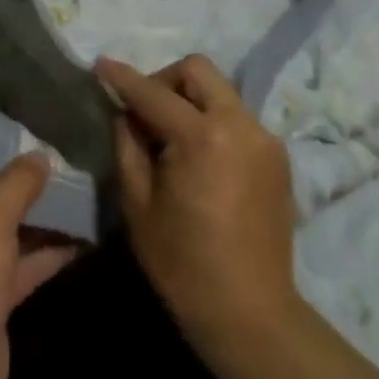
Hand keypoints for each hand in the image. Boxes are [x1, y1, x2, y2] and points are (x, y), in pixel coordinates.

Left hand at [0, 141, 76, 378]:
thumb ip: (17, 182)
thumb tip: (38, 155)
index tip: (32, 132)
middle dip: (23, 180)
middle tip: (68, 161)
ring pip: (6, 230)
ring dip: (40, 217)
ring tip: (83, 193)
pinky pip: (19, 266)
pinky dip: (46, 254)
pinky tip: (83, 239)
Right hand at [97, 55, 301, 355]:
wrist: (251, 313)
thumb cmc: (182, 263)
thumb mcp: (138, 203)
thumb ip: (128, 145)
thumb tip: (125, 112)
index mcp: (202, 137)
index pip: (153, 93)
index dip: (123, 78)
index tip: (100, 66)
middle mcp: (240, 125)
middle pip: (198, 71)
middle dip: (164, 79)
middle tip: (143, 111)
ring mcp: (265, 139)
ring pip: (220, 91)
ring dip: (189, 100)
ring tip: (170, 138)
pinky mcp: (278, 157)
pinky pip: (237, 118)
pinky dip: (212, 121)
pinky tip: (199, 158)